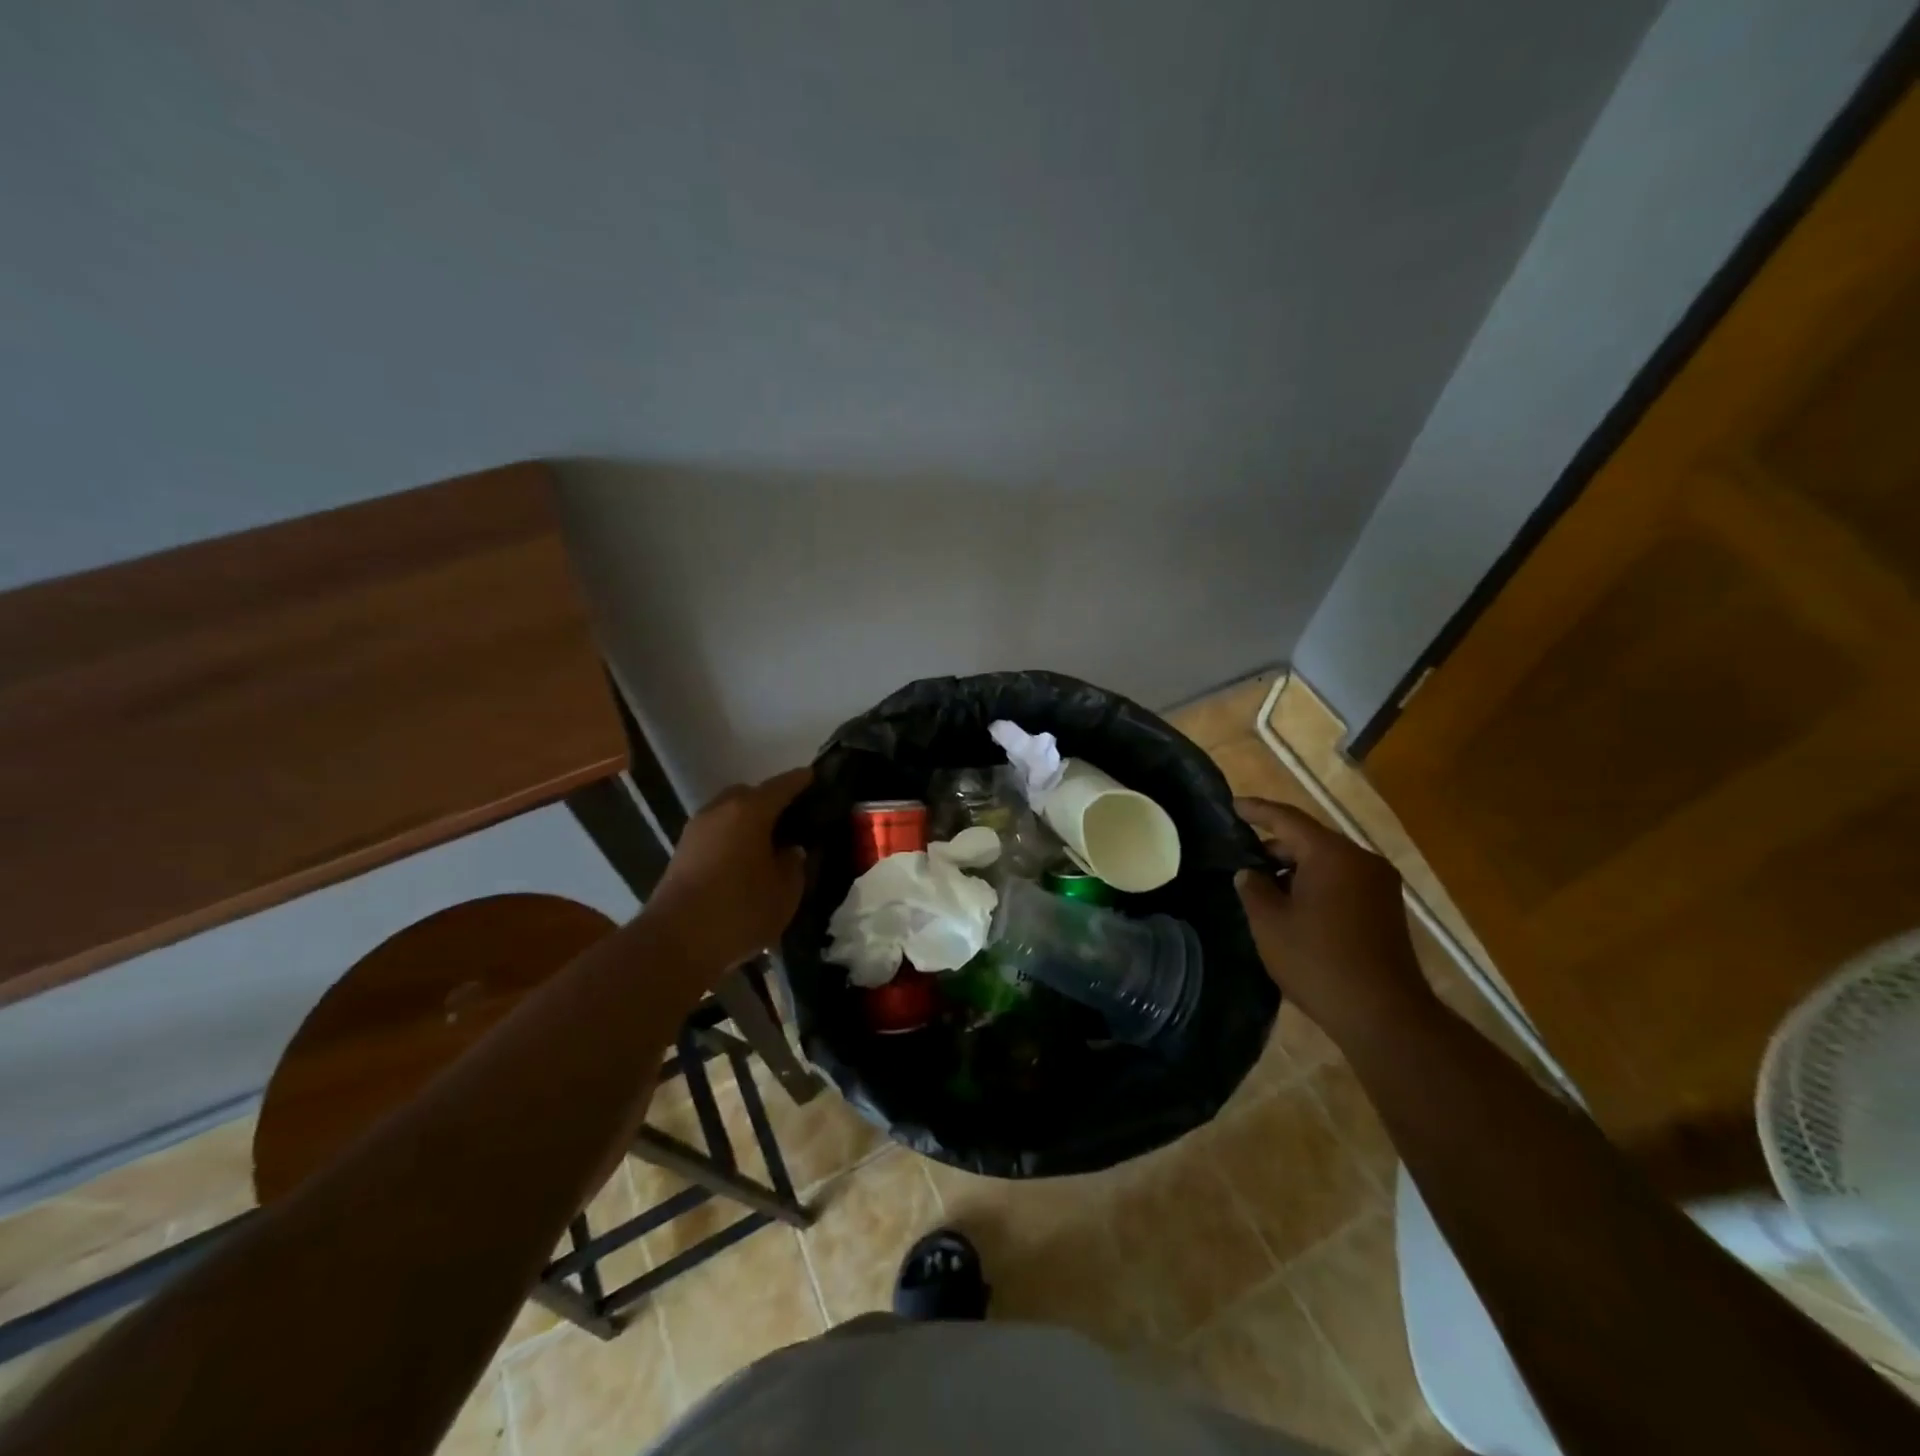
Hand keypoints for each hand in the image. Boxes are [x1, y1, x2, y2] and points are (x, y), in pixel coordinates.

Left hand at [645, 767, 811, 974]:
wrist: (675, 943)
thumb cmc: (740, 910)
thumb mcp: (786, 891)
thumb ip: (794, 863)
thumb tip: (790, 850)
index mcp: (750, 810)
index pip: (784, 785)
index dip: (804, 781)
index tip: (819, 779)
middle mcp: (720, 810)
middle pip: (751, 794)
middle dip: (772, 801)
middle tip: (794, 821)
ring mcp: (696, 830)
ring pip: (730, 813)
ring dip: (749, 822)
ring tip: (770, 844)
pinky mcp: (682, 852)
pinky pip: (717, 833)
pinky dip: (733, 838)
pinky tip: (745, 862)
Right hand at [1233, 797, 1436, 1050]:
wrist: (1384, 1015)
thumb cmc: (1318, 961)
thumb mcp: (1269, 923)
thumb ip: (1253, 889)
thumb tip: (1250, 874)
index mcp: (1332, 854)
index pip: (1287, 819)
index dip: (1257, 810)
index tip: (1232, 805)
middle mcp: (1362, 860)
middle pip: (1310, 840)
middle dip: (1274, 846)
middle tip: (1241, 858)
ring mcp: (1380, 885)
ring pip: (1327, 863)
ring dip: (1295, 869)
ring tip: (1262, 887)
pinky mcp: (1387, 909)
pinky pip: (1343, 882)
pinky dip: (1316, 885)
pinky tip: (1293, 906)